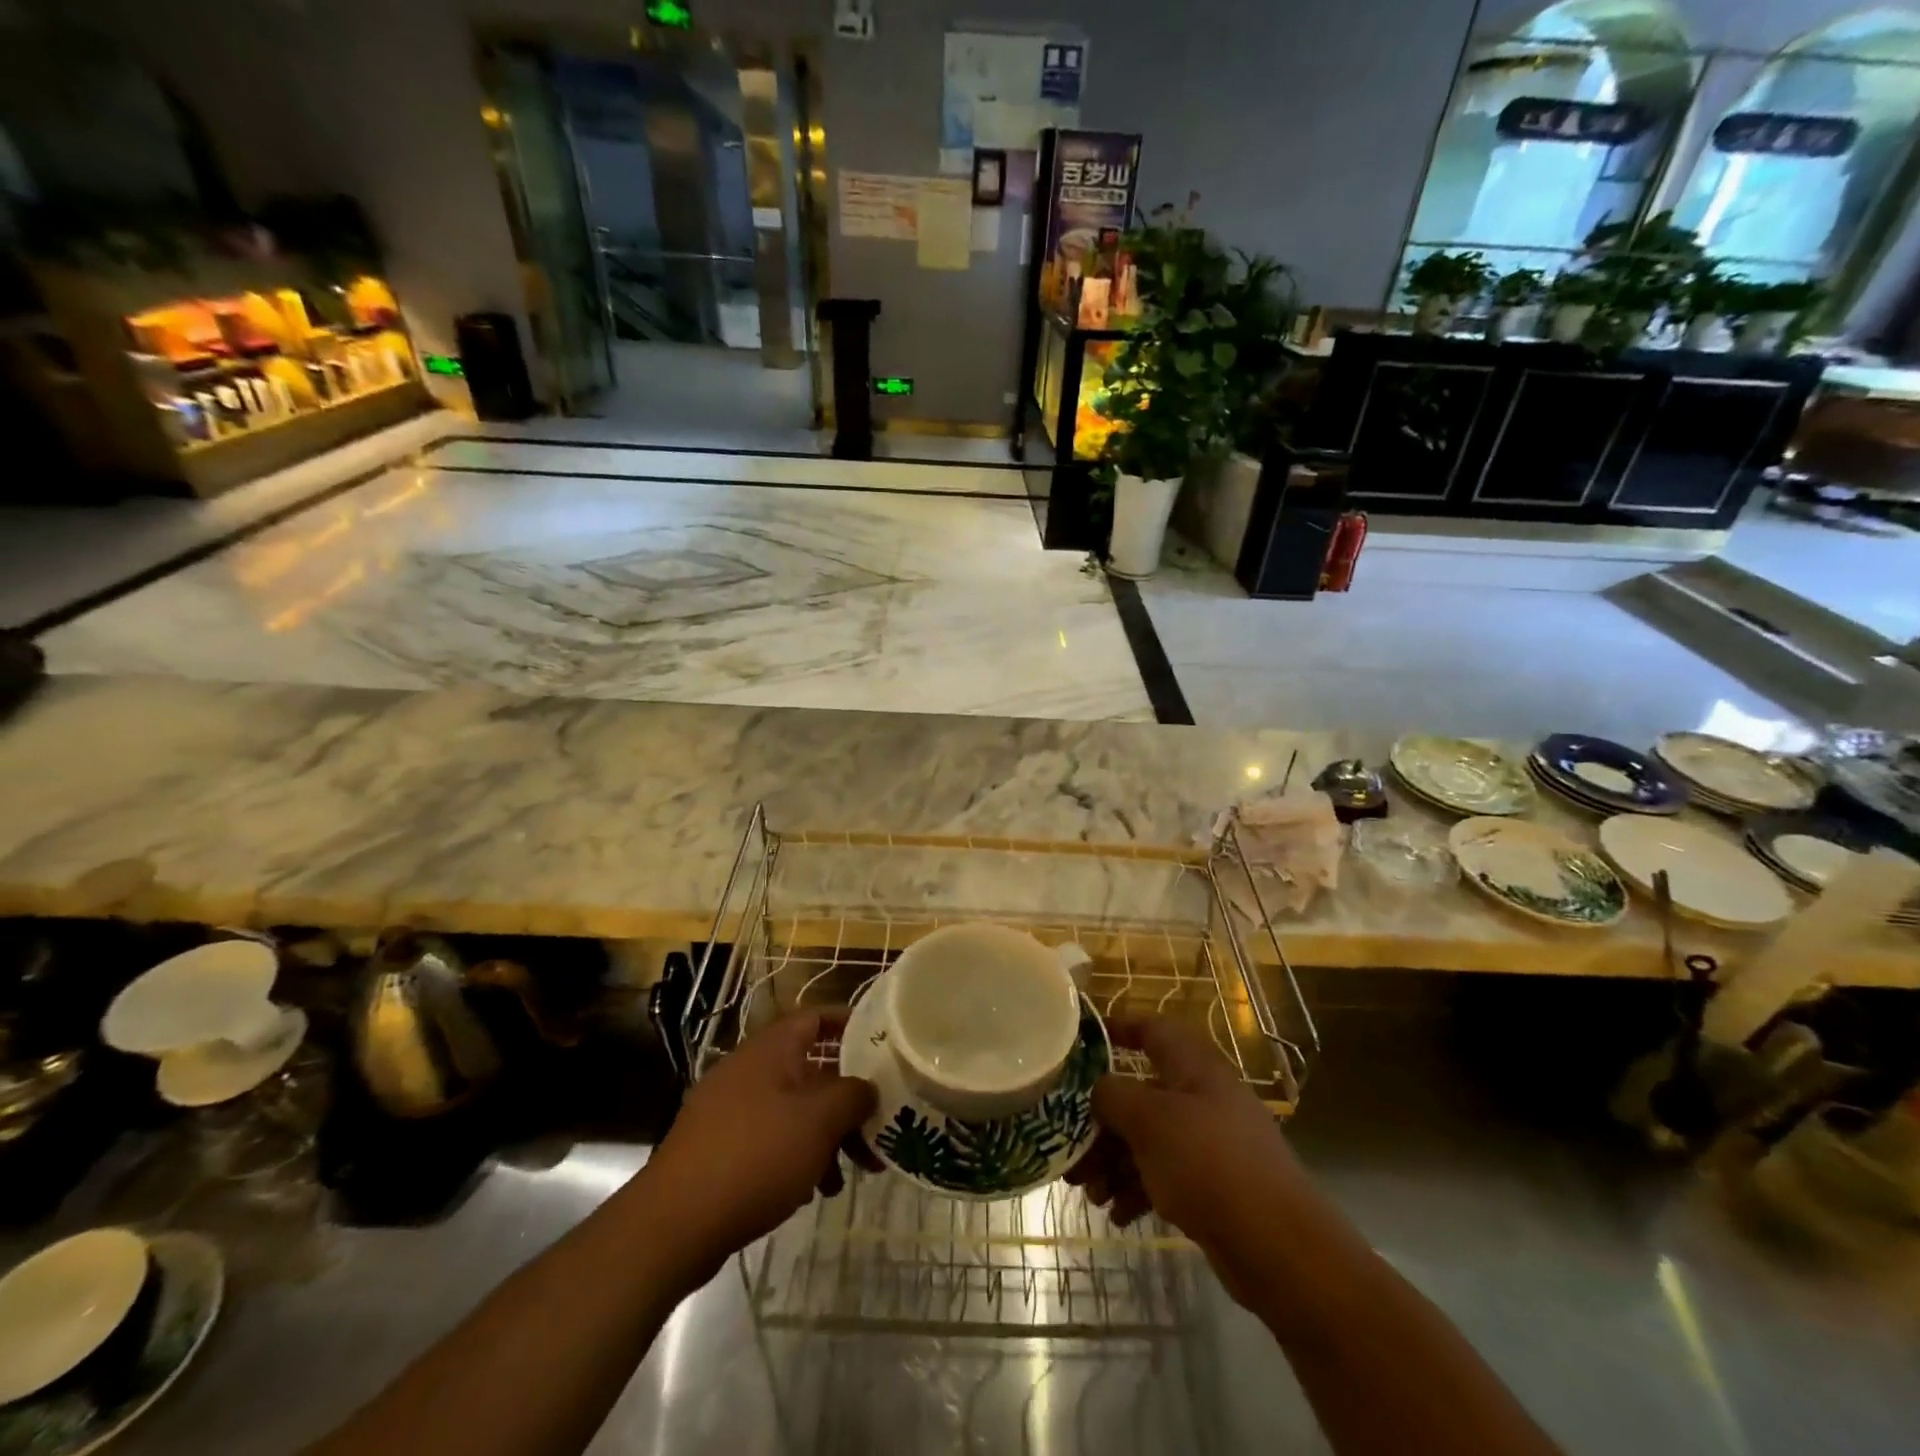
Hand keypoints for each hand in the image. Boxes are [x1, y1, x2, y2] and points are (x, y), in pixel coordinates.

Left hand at [643, 1010, 875, 1282]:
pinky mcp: (717, 1148)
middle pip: (810, 1071)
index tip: (881, 1044)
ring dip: (824, 1136)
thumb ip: (853, 1096)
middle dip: (845, 1101)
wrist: (674, 1223)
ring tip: (844, 1178)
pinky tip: (809, 1193)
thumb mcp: (819, 1121)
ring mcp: (729, 1109)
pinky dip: (795, 1156)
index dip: (848, 1024)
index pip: (815, 1018)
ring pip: (792, 1110)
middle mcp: (749, 1070)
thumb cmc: (756, 1155)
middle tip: (876, 1131)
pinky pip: (769, 1139)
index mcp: (771, 1049)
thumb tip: (868, 1087)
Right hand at [1067, 1018, 1308, 1304]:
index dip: (1117, 1028)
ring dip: (1113, 1160)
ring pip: (1147, 1138)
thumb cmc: (1207, 1162)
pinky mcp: (1212, 1183)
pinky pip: (1163, 1173)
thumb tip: (1097, 1089)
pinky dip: (1137, 1188)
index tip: (1081, 1043)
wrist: (1277, 1245)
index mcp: (1192, 1065)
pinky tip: (1117, 1214)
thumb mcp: (1148, 1120)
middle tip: (1069, 1147)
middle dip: (1101, 1120)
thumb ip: (1112, 1095)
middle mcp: (1201, 1095)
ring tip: (1088, 1192)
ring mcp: (1208, 1141)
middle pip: (1139, 1092)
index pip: (1151, 1029)